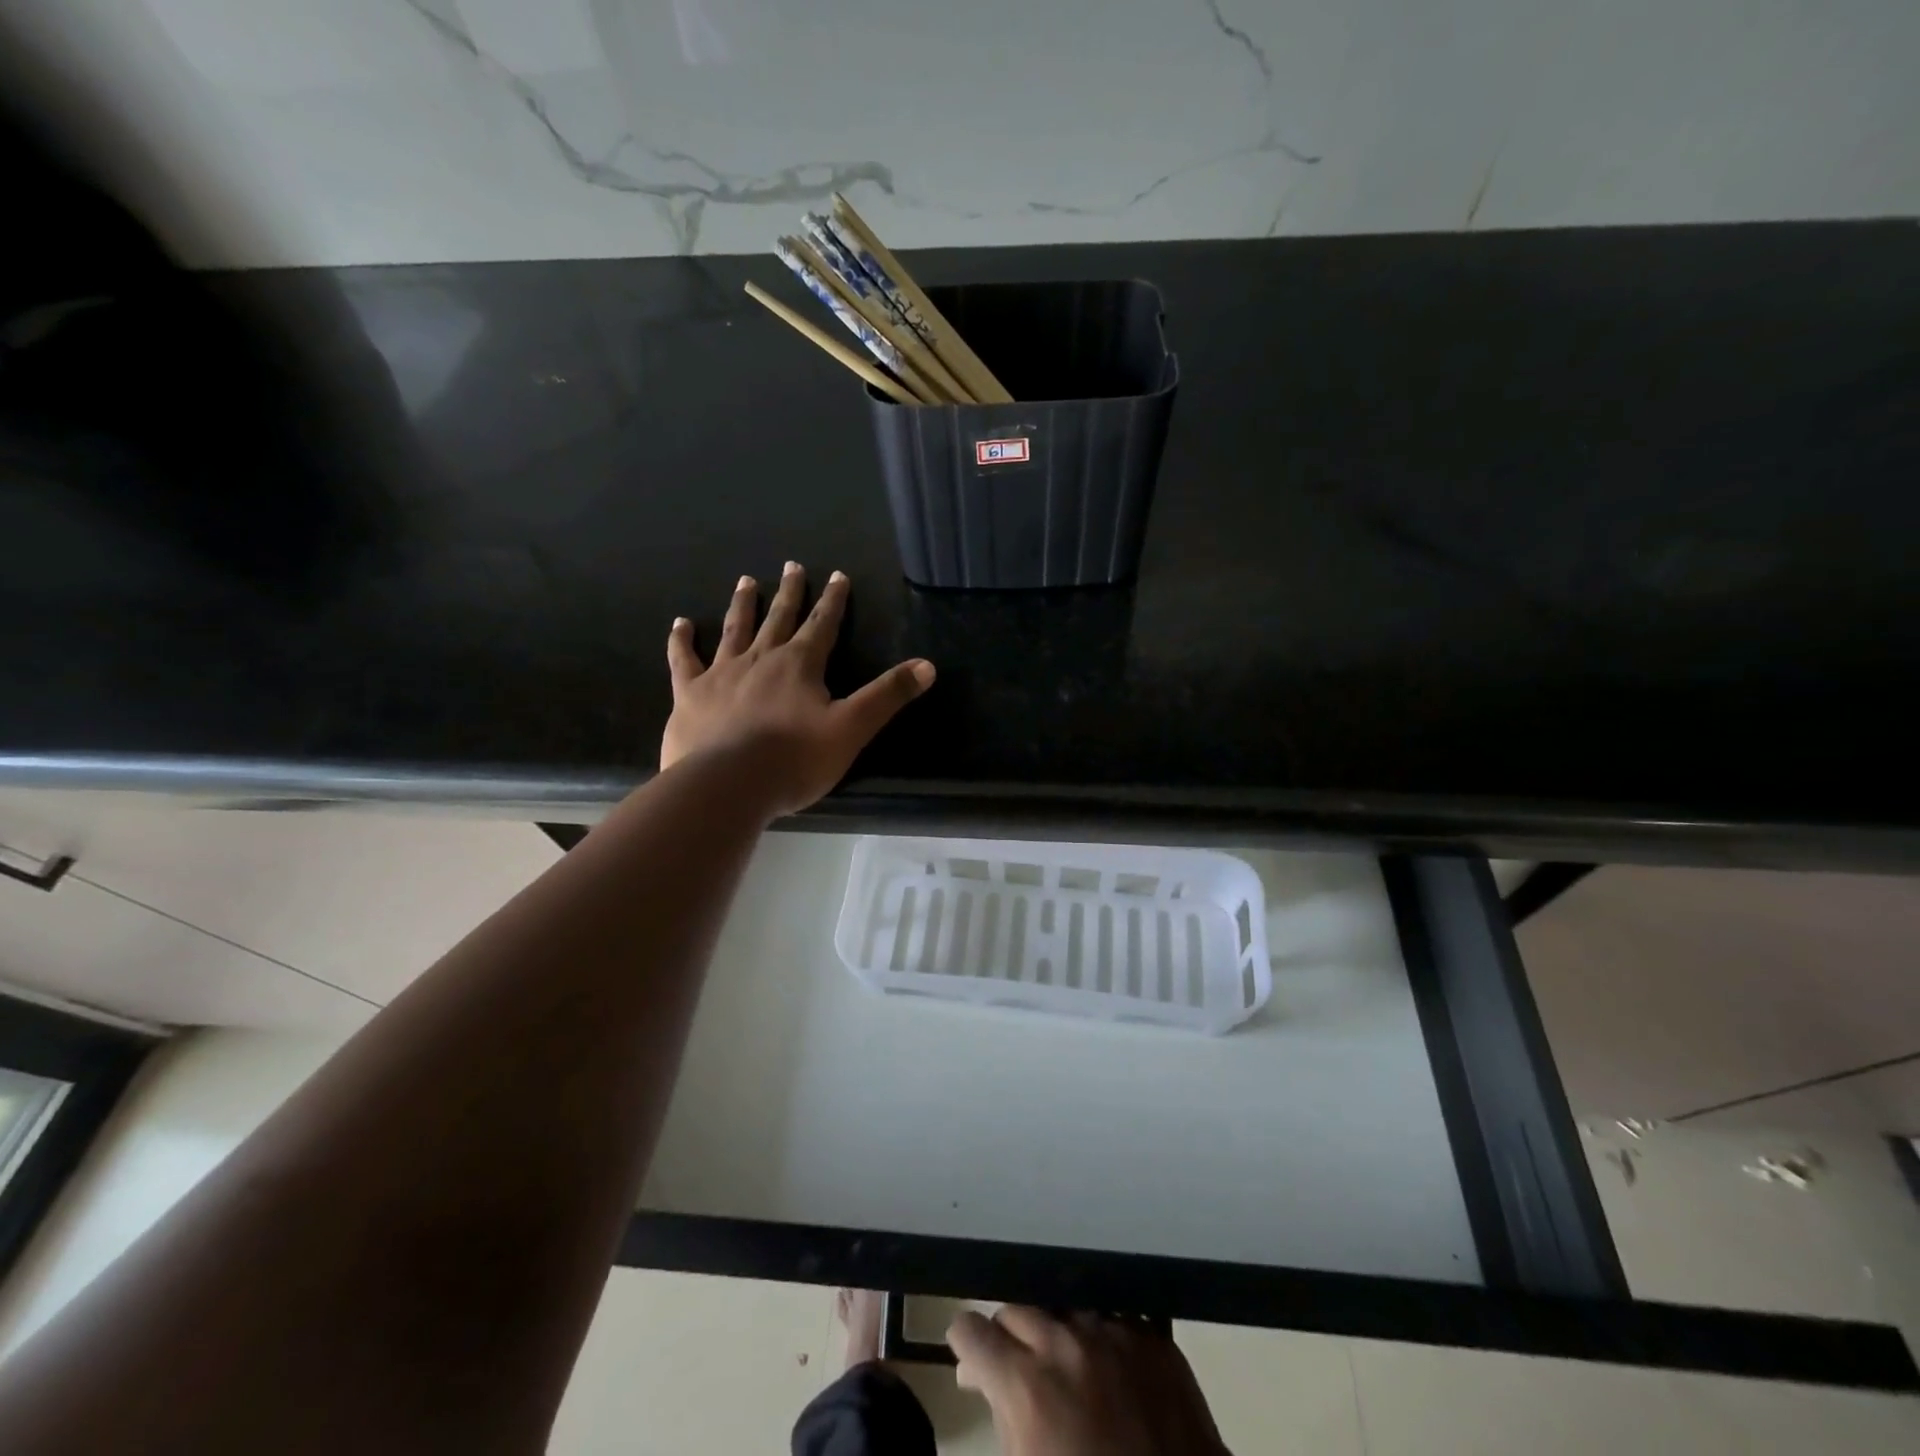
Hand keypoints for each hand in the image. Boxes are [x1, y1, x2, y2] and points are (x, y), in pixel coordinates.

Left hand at [662, 563, 934, 816]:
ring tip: (746, 581)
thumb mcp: (852, 729)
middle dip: (790, 593)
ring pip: (735, 630)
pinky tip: (680, 624)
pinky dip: (682, 641)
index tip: (837, 575)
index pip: (823, 625)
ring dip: (743, 605)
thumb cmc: (794, 761)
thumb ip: (887, 696)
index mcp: (800, 665)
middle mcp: (761, 659)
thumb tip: (928, 666)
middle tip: (792, 566)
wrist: (727, 786)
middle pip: (779, 619)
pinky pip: (684, 660)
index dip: (833, 601)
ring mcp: (721, 674)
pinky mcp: (690, 694)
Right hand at [948, 1307, 1229, 1455]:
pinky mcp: (1153, 1338)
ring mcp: (1113, 1332)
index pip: (971, 1330)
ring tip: (1064, 1367)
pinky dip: (1099, 1337)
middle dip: (1008, 1339)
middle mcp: (1065, 1343)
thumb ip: (1002, 1419)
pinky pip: (1111, 1317)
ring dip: (1054, 1331)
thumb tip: (979, 1378)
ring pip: (1063, 1306)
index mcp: (1026, 1385)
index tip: (972, 1363)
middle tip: (1017, 1373)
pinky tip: (1106, 1367)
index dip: (966, 1347)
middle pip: (1015, 1309)